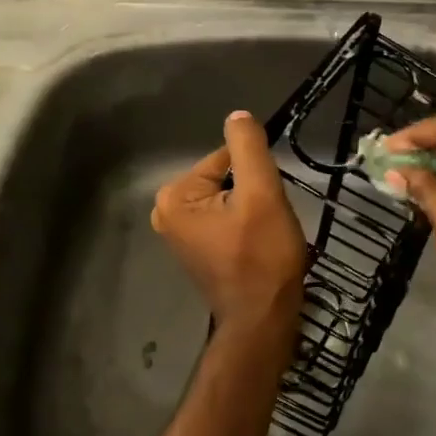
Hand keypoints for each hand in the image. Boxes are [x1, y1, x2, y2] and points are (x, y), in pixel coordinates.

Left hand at [152, 110, 307, 331]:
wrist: (263, 319)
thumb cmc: (262, 256)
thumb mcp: (262, 194)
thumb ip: (248, 148)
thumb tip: (237, 116)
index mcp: (175, 196)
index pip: (225, 159)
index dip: (255, 174)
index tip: (268, 202)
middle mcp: (167, 212)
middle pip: (225, 178)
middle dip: (252, 193)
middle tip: (266, 222)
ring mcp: (180, 234)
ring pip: (229, 199)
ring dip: (252, 210)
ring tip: (263, 235)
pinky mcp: (197, 250)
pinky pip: (226, 219)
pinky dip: (245, 226)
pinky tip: (257, 246)